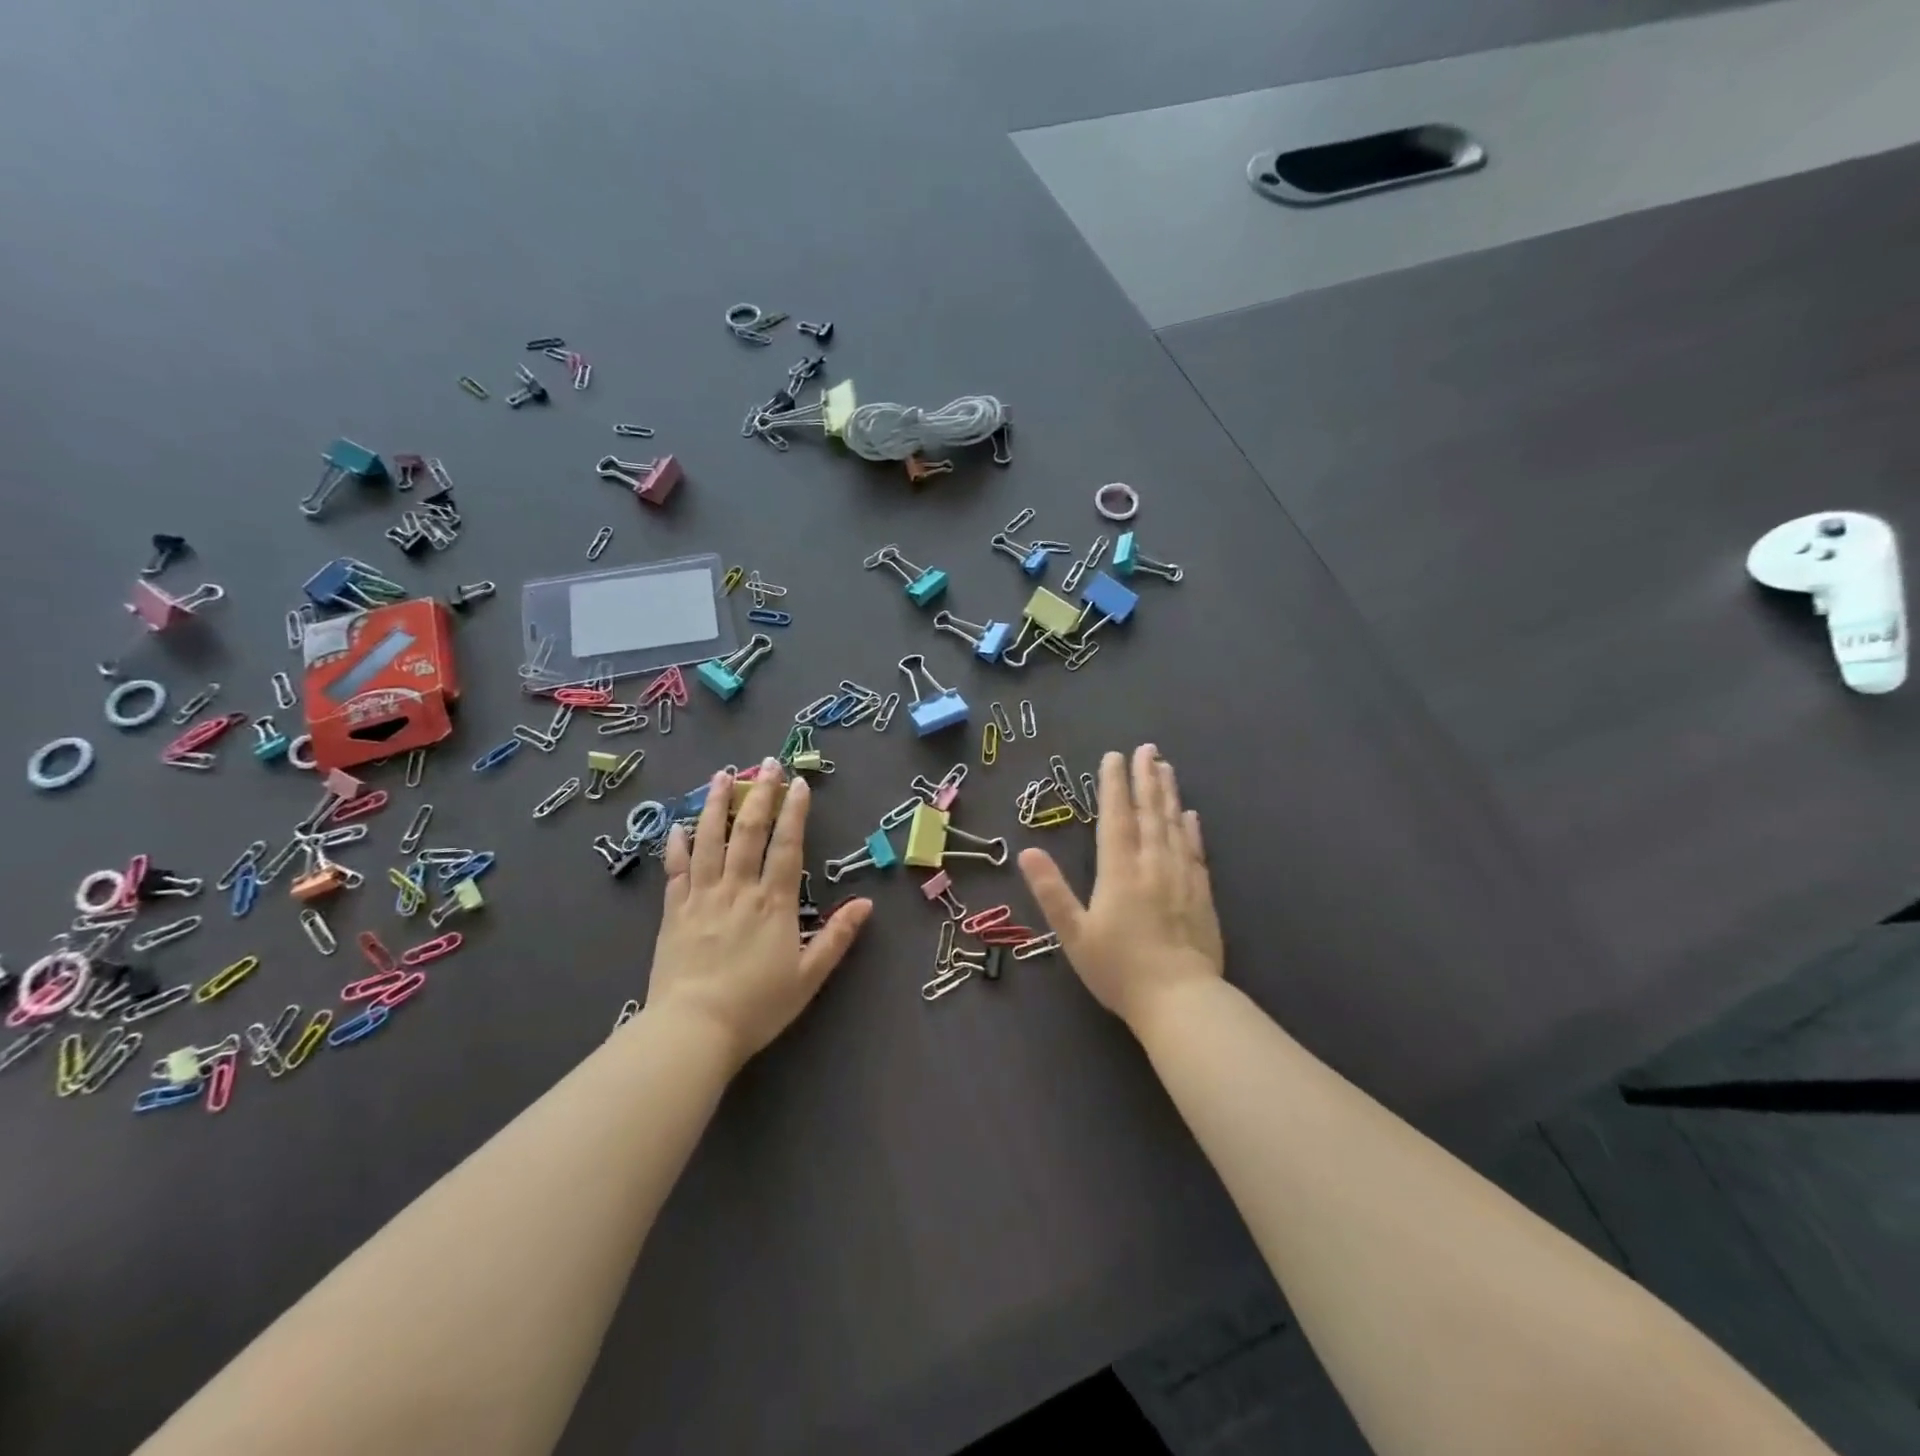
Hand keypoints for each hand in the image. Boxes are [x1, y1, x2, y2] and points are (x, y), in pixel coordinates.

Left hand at [645, 759, 871, 1066]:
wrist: (693, 1031)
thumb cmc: (757, 1006)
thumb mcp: (809, 976)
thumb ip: (837, 937)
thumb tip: (866, 903)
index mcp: (773, 902)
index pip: (787, 845)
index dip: (794, 811)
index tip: (798, 782)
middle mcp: (738, 889)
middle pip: (748, 832)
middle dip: (759, 794)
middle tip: (765, 764)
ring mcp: (702, 897)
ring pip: (709, 840)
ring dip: (715, 805)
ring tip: (721, 776)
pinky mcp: (672, 912)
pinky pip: (675, 870)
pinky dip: (676, 845)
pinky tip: (677, 825)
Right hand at [1018, 744, 1222, 1032]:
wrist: (1180, 1001)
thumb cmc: (1119, 970)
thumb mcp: (1074, 934)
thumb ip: (1051, 891)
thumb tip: (1027, 851)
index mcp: (1119, 872)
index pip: (1116, 818)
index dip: (1113, 785)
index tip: (1113, 756)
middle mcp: (1152, 865)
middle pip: (1149, 813)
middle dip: (1146, 778)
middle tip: (1147, 748)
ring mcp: (1181, 878)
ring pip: (1174, 826)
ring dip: (1169, 794)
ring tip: (1166, 767)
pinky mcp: (1202, 895)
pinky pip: (1195, 851)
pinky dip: (1191, 829)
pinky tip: (1190, 815)